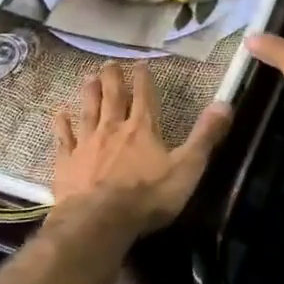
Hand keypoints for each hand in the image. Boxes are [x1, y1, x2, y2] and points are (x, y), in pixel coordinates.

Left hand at [50, 62, 231, 237]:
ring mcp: (87, 145)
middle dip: (113, 79)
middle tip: (108, 63)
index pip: (145, 97)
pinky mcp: (67, 163)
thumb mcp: (187, 168)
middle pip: (113, 98)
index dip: (143, 79)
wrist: (99, 220)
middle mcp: (113, 129)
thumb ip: (205, 136)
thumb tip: (225, 103)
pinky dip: (61, 124)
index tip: (140, 63)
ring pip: (88, 112)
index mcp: (142, 129)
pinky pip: (64, 138)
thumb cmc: (148, 196)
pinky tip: (59, 113)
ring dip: (89, 93)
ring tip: (87, 77)